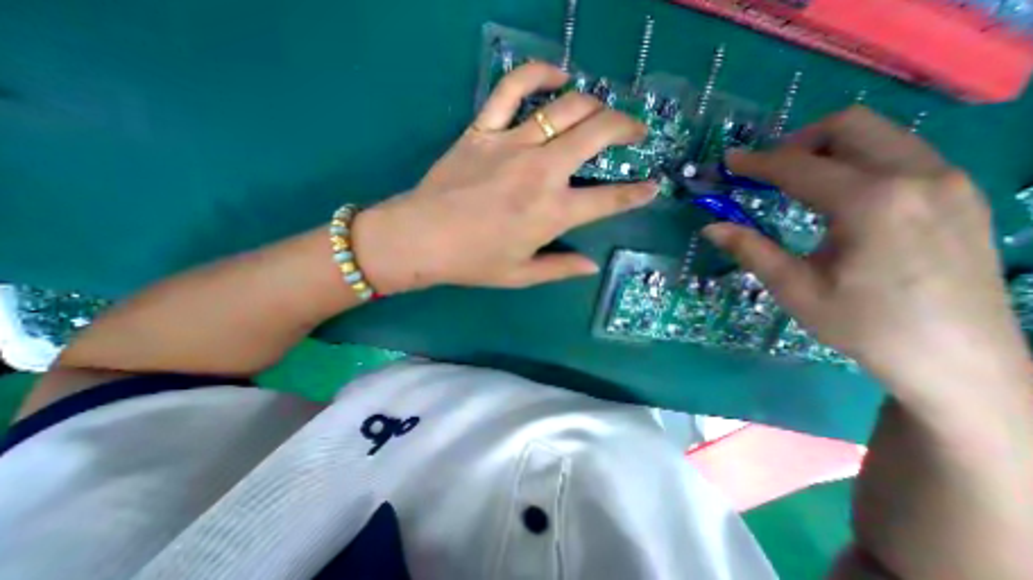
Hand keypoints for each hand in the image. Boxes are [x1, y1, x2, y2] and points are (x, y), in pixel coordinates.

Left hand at [354, 61, 652, 294]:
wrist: (421, 239)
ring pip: (567, 107)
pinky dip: (538, 73)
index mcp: (552, 213)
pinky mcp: (484, 130)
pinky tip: (557, 75)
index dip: (637, 194)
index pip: (609, 199)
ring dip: (595, 103)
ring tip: (604, 110)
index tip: (652, 187)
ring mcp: (512, 144)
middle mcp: (541, 172)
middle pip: (598, 134)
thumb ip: (560, 268)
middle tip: (636, 132)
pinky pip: (513, 87)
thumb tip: (591, 265)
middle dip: (626, 128)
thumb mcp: (521, 275)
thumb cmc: (473, 262)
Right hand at [707, 108, 1027, 402]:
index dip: (756, 162)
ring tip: (794, 183)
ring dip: (827, 149)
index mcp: (871, 202)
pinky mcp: (959, 194)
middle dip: (796, 142)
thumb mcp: (793, 288)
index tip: (728, 161)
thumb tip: (710, 227)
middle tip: (765, 172)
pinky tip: (835, 197)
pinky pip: (899, 155)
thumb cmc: (864, 324)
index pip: (799, 166)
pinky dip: (856, 161)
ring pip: (879, 135)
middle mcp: (918, 176)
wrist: (959, 360)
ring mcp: (948, 181)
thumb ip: (750, 249)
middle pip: (850, 126)